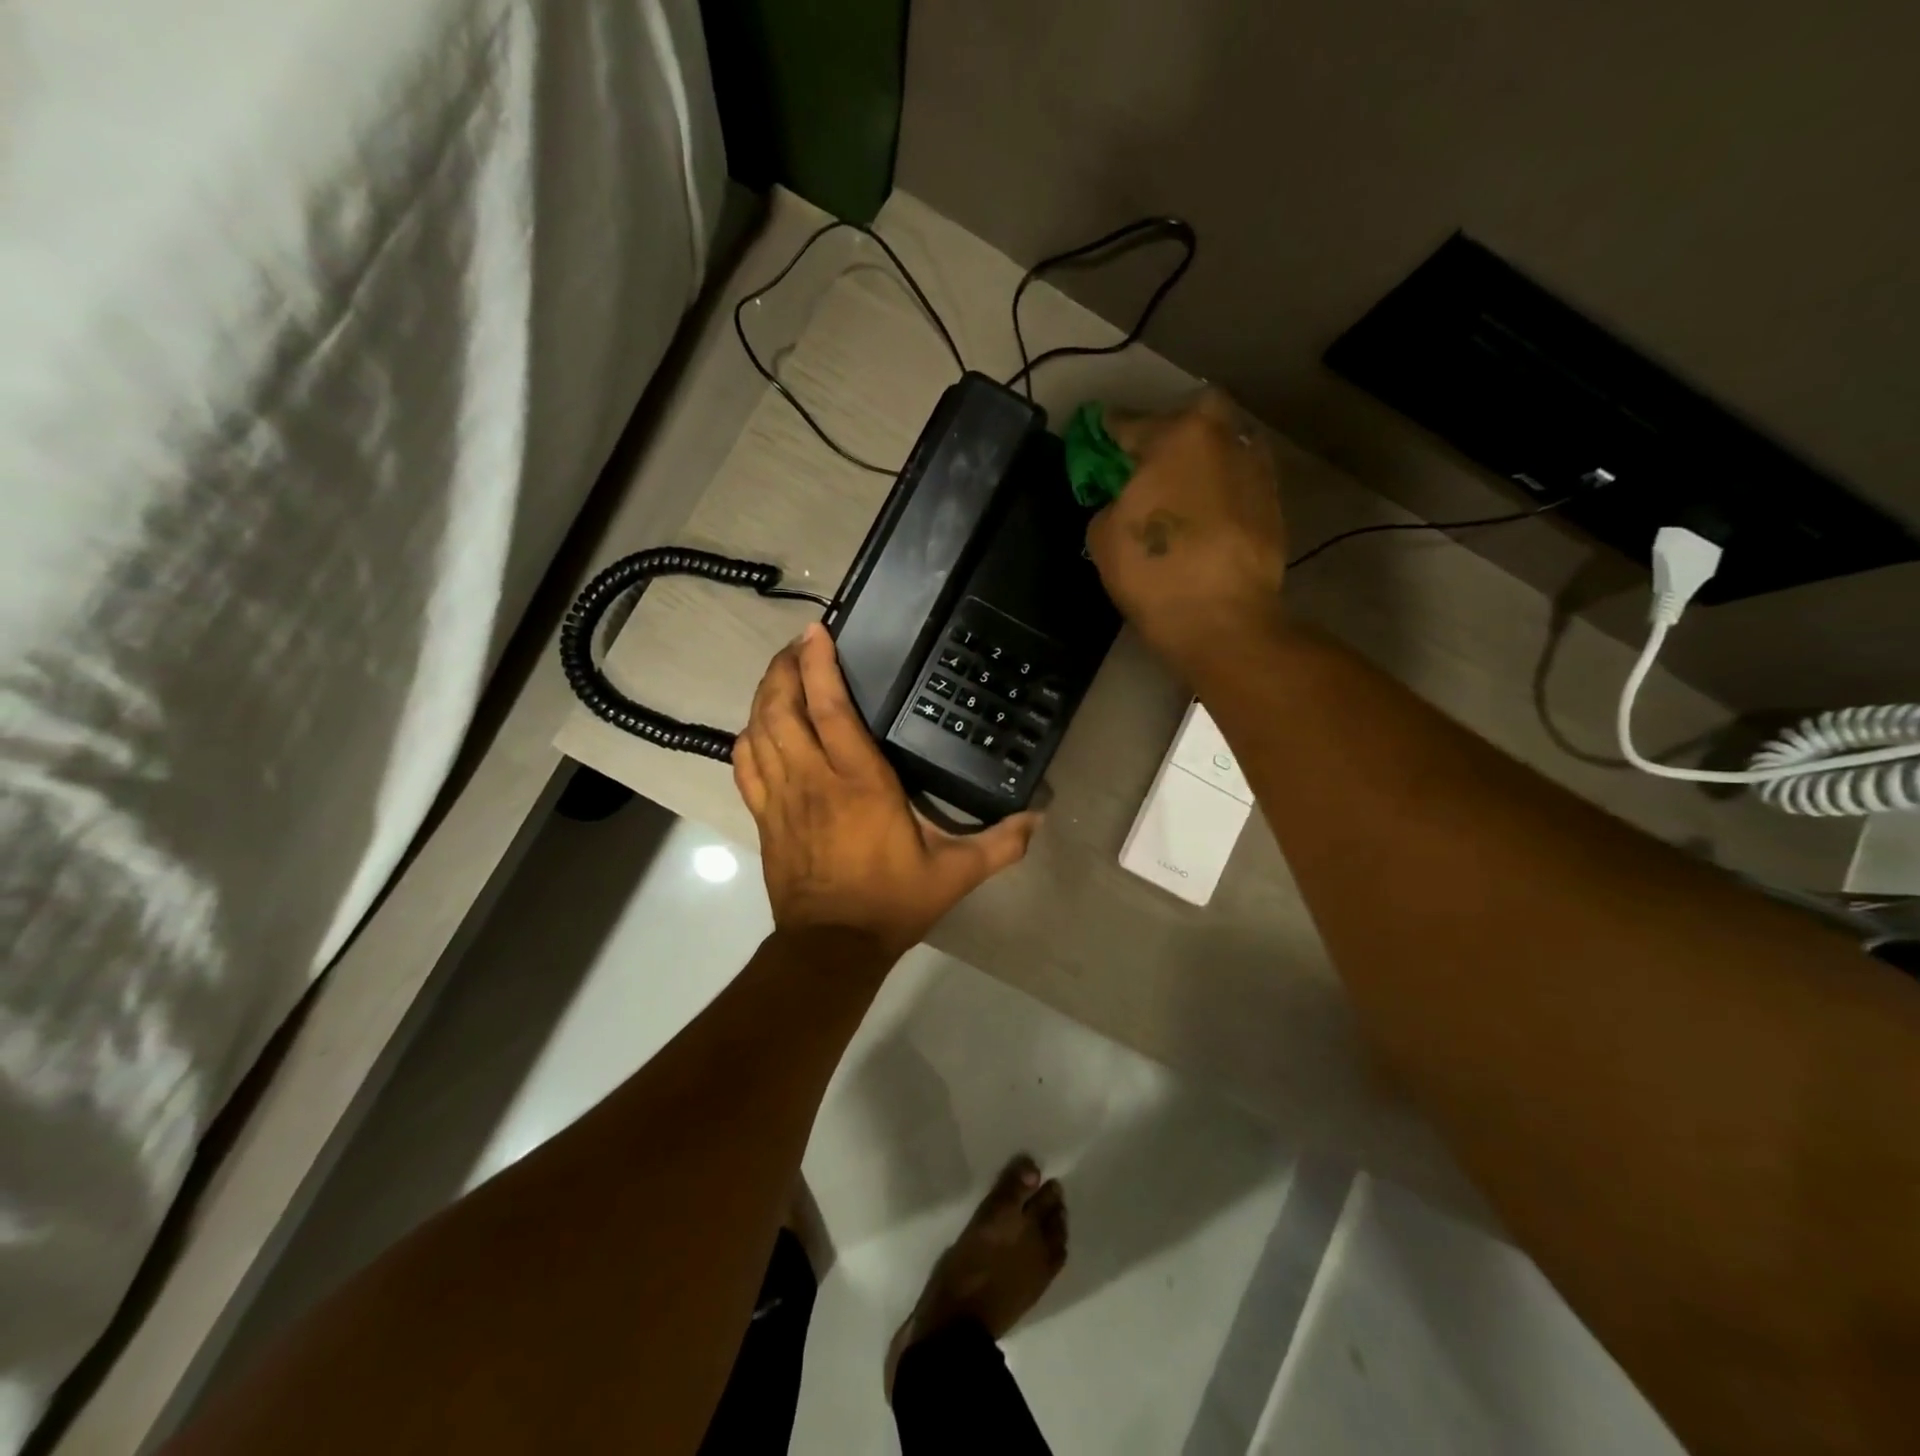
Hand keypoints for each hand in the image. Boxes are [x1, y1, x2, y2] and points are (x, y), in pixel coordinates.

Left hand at [733, 624, 1039, 961]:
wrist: (832, 947)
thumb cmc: (892, 902)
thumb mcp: (955, 873)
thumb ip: (1000, 844)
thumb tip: (1040, 819)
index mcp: (859, 781)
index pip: (830, 708)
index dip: (818, 665)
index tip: (815, 632)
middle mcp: (814, 779)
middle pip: (782, 708)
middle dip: (783, 668)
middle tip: (797, 646)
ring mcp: (782, 797)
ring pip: (759, 730)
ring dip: (764, 695)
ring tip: (779, 674)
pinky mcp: (764, 817)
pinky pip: (744, 766)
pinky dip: (747, 738)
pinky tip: (757, 727)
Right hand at [1087, 389, 1288, 667]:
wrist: (1222, 620)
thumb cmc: (1154, 571)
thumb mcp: (1104, 536)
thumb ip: (1110, 503)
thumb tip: (1124, 501)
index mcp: (1177, 436)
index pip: (1130, 423)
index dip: (1109, 432)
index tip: (1099, 438)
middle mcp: (1224, 439)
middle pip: (1195, 417)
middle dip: (1172, 431)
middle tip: (1153, 462)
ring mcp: (1257, 470)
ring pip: (1225, 447)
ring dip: (1205, 459)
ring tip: (1184, 490)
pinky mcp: (1275, 505)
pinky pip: (1240, 483)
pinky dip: (1223, 491)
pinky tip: (1208, 516)